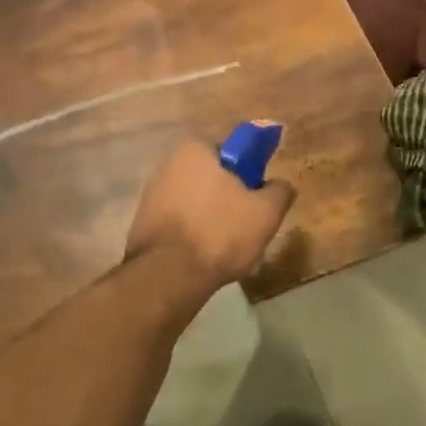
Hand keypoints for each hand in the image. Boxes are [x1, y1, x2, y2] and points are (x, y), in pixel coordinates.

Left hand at [126, 140, 296, 299]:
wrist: (168, 275)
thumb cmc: (220, 232)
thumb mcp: (266, 212)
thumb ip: (280, 191)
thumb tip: (281, 184)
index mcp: (195, 150)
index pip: (232, 154)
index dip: (248, 176)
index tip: (256, 201)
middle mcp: (169, 164)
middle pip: (213, 179)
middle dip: (229, 200)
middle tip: (245, 227)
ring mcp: (152, 193)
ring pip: (195, 202)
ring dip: (210, 219)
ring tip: (225, 248)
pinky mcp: (143, 221)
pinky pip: (178, 223)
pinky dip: (191, 235)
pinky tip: (202, 256)